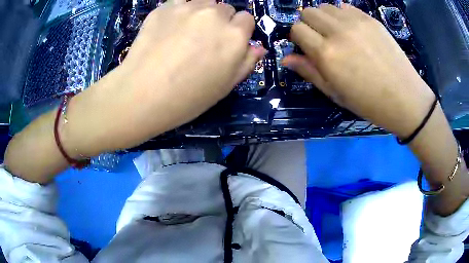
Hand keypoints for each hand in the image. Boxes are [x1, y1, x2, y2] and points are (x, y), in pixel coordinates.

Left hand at [65, 0, 265, 153]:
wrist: (141, 95)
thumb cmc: (187, 98)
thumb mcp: (225, 86)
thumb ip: (246, 62)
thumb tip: (258, 47)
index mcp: (234, 36)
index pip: (247, 19)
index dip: (238, 30)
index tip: (227, 42)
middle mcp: (215, 15)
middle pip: (225, 8)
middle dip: (219, 21)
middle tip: (202, 40)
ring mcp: (187, 8)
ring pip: (203, 3)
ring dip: (199, 14)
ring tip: (183, 34)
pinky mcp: (164, 8)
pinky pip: (179, 4)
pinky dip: (178, 13)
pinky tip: (167, 30)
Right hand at [284, 3, 433, 137]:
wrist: (405, 98)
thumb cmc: (368, 102)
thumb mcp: (335, 93)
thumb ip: (309, 71)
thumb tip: (286, 59)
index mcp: (327, 54)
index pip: (297, 30)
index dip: (298, 37)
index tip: (306, 46)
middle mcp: (338, 32)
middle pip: (308, 12)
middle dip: (309, 24)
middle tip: (321, 39)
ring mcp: (356, 22)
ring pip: (325, 6)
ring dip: (325, 18)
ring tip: (337, 33)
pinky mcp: (370, 19)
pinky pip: (345, 7)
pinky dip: (342, 15)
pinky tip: (352, 30)